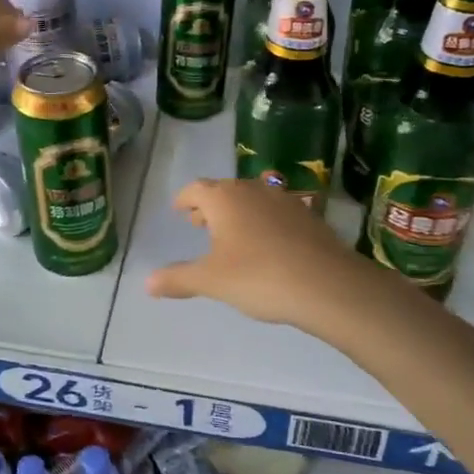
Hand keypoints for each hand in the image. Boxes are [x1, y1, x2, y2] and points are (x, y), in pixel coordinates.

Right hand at [145, 177, 379, 336]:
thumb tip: (147, 282)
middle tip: (199, 223)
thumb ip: (179, 279)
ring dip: (238, 211)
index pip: (196, 188)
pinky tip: (267, 244)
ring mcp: (284, 199)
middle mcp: (252, 189)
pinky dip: (264, 220)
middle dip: (209, 205)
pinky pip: (276, 211)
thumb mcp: (212, 281)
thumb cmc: (258, 276)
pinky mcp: (308, 215)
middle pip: (224, 189)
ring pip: (251, 197)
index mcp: (223, 198)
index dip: (184, 199)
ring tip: (232, 234)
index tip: (179, 210)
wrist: (326, 284)